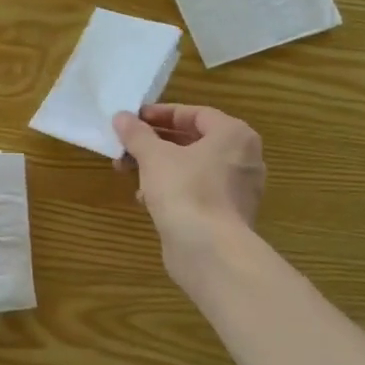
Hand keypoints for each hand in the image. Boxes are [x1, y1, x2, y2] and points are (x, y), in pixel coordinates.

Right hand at [113, 104, 265, 273]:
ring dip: (159, 167)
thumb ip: (137, 134)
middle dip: (155, 143)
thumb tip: (121, 117)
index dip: (161, 114)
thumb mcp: (154, 156)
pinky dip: (171, 190)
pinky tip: (144, 199)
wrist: (209, 251)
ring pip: (192, 168)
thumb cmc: (185, 191)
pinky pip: (196, 192)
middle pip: (193, 141)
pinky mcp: (226, 215)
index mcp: (233, 135)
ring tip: (128, 172)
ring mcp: (237, 190)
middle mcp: (243, 159)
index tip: (133, 120)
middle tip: (126, 146)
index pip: (195, 114)